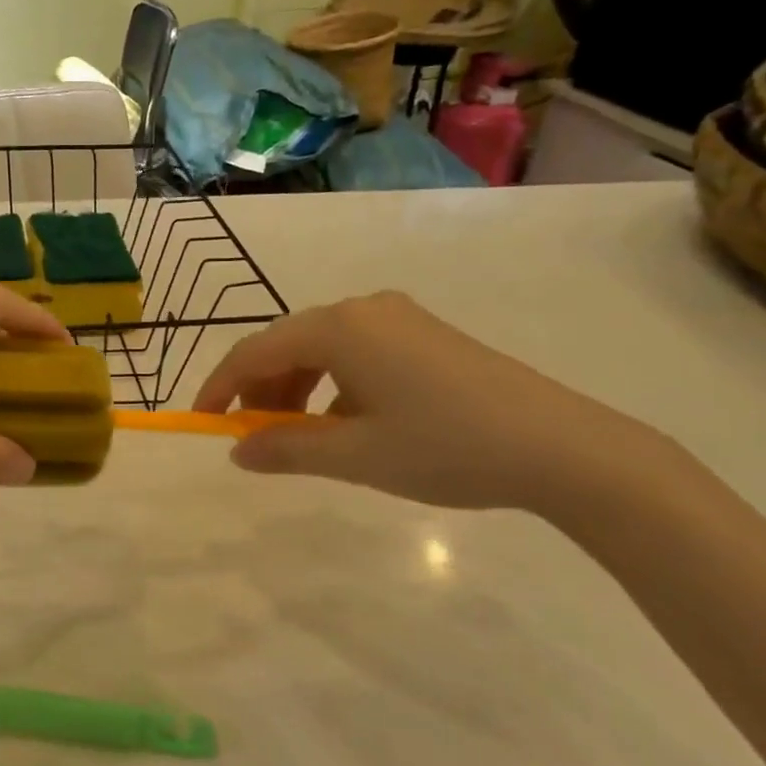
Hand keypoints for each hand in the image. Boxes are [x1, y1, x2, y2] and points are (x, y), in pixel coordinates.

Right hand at [193, 292, 653, 510]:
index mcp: (339, 328)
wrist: (562, 447)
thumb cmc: (444, 447)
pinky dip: (336, 387)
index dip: (221, 386)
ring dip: (298, 391)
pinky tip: (350, 426)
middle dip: (262, 391)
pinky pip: (358, 354)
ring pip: (324, 350)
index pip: (255, 351)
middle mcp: (364, 309)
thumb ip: (286, 449)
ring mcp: (400, 319)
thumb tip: (237, 451)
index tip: (203, 420)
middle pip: (289, 345)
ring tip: (302, 439)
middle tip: (256, 439)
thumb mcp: (355, 456)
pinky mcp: (427, 336)